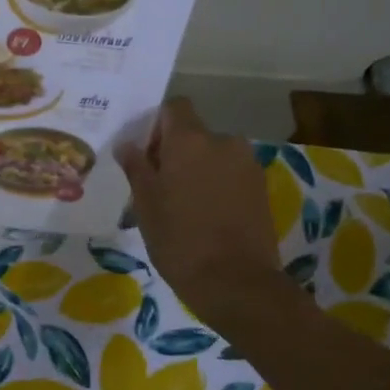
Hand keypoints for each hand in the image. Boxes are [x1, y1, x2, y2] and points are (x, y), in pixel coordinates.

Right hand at [116, 97, 290, 326]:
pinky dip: (216, 185)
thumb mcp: (146, 205)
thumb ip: (136, 168)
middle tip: (157, 185)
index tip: (143, 153)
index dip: (157, 124)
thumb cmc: (180, 240)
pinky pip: (230, 174)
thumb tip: (127, 144)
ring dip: (197, 169)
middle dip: (175, 151)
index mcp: (191, 140)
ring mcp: (247, 164)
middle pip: (194, 133)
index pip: (174, 107)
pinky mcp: (261, 188)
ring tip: (182, 205)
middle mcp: (223, 141)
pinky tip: (204, 216)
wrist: (236, 283)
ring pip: (213, 155)